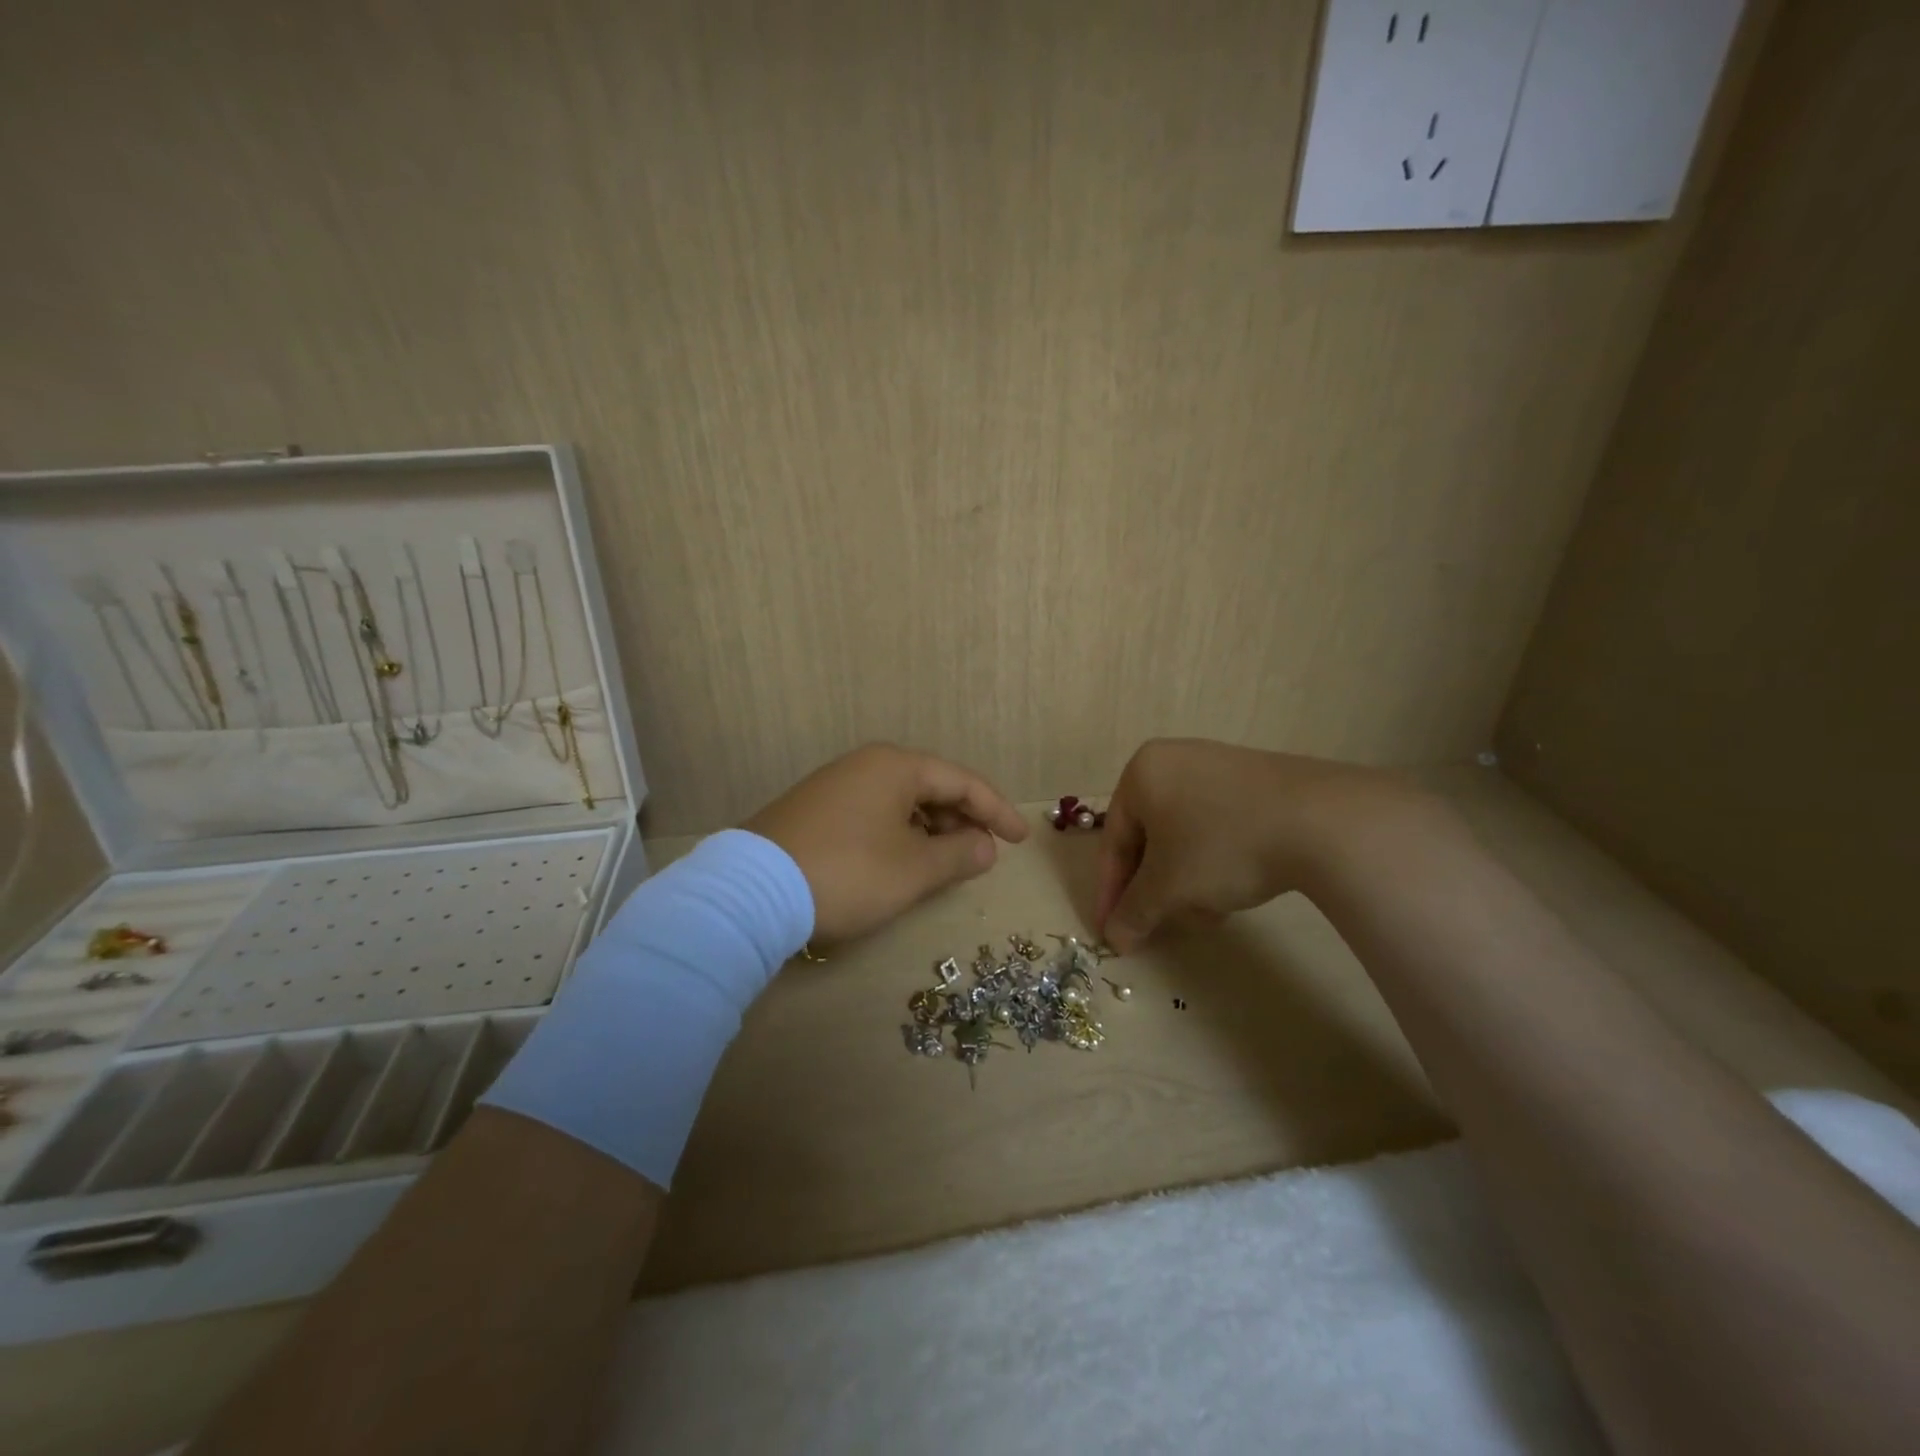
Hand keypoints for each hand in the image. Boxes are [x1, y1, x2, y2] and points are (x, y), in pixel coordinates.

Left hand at [746, 743, 1028, 941]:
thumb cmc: (849, 873)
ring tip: (944, 863)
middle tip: (981, 855)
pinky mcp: (813, 810)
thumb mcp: (914, 870)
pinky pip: (873, 814)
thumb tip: (986, 847)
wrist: (752, 892)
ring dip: (930, 830)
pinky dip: (898, 834)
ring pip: (900, 802)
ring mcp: (835, 785)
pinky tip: (899, 862)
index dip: (996, 811)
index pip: (962, 781)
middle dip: (962, 820)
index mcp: (896, 766)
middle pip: (931, 786)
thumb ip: (958, 855)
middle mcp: (866, 765)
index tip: (1020, 840)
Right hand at [1095, 738, 1421, 951]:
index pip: (1114, 840)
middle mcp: (1174, 760)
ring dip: (1186, 880)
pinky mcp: (1256, 781)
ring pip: (1185, 835)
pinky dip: (1215, 861)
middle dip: (1155, 888)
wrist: (1320, 820)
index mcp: (1141, 773)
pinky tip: (1234, 890)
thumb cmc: (1221, 845)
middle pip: (1150, 838)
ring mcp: (1218, 766)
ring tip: (1205, 914)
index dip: (1111, 892)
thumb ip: (1134, 912)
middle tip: (1159, 926)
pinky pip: (1218, 825)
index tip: (1112, 932)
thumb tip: (1115, 938)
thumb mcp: (1169, 887)